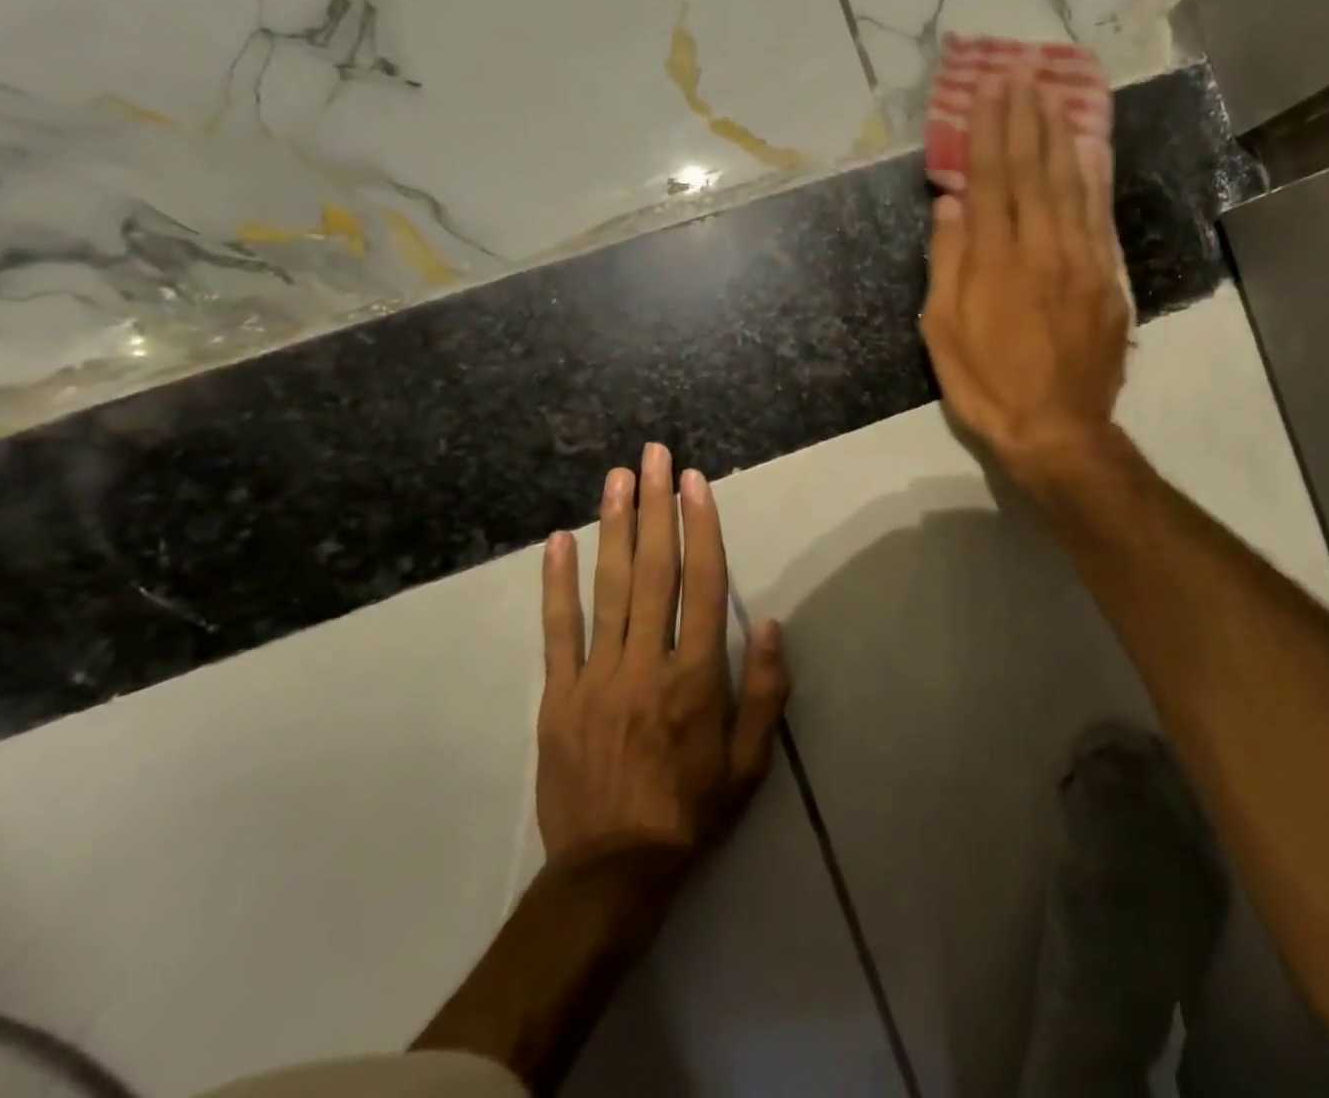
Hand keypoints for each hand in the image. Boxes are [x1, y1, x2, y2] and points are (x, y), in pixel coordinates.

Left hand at [535, 444, 789, 866]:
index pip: (704, 585)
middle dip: (655, 506)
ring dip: (614, 527)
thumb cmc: (693, 812)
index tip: (695, 483)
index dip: (701, 528)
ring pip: (607, 588)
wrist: (612, 874)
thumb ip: (766, 691)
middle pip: (654, 570)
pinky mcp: (558, 696)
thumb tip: (771, 623)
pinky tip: (559, 542)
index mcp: (696, 677)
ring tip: (617, 478)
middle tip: (655, 456)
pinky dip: (557, 584)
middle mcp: (647, 664)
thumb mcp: (751, 762)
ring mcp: (596, 677)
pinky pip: (557, 631)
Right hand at [922, 63, 1129, 487]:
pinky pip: (1099, 216)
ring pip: (1071, 185)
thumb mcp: (943, 332)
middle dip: (1025, 119)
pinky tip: (1088, 151)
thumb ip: (948, 262)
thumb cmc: (987, 385)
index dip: (988, 131)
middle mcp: (1042, 249)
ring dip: (1060, 137)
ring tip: (1052, 97)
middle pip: (1034, 171)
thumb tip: (951, 203)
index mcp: (996, 261)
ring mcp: (1081, 261)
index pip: (992, 179)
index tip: (988, 90)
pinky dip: (1093, 178)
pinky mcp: (1107, 280)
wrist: (1057, 430)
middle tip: (1021, 75)